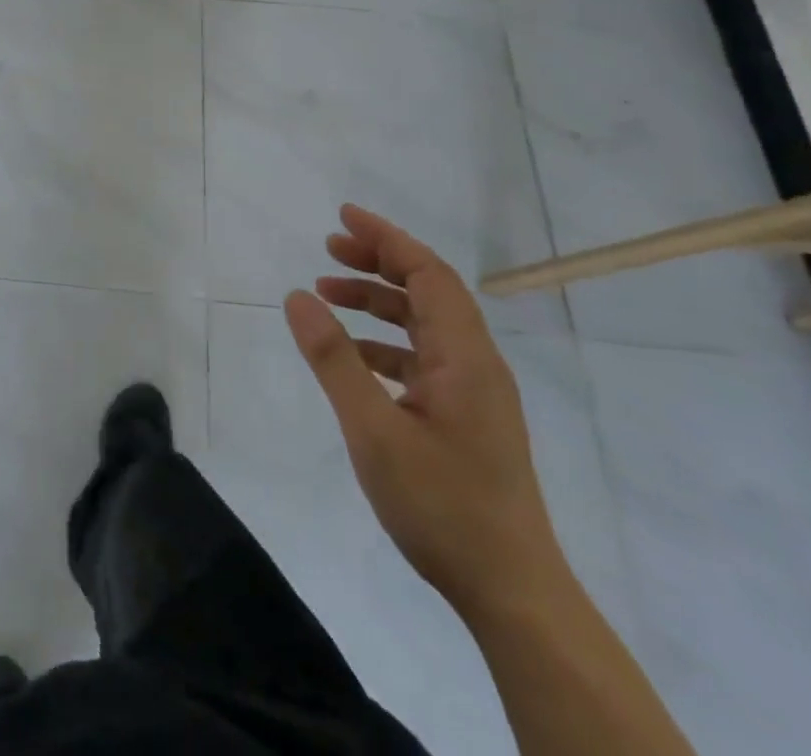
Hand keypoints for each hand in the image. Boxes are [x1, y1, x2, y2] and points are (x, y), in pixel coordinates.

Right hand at [282, 206, 567, 619]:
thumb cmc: (442, 505)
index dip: (386, 239)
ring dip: (378, 302)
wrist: (512, 592)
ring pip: (424, 324)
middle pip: (428, 291)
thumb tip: (298, 297)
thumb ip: (334, 359)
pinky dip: (385, 342)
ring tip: (327, 295)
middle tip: (328, 250)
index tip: (343, 217)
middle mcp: (476, 363)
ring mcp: (474, 393)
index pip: (428, 273)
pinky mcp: (466, 418)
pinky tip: (353, 356)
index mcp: (465, 356)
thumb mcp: (374, 430)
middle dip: (379, 262)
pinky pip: (423, 357)